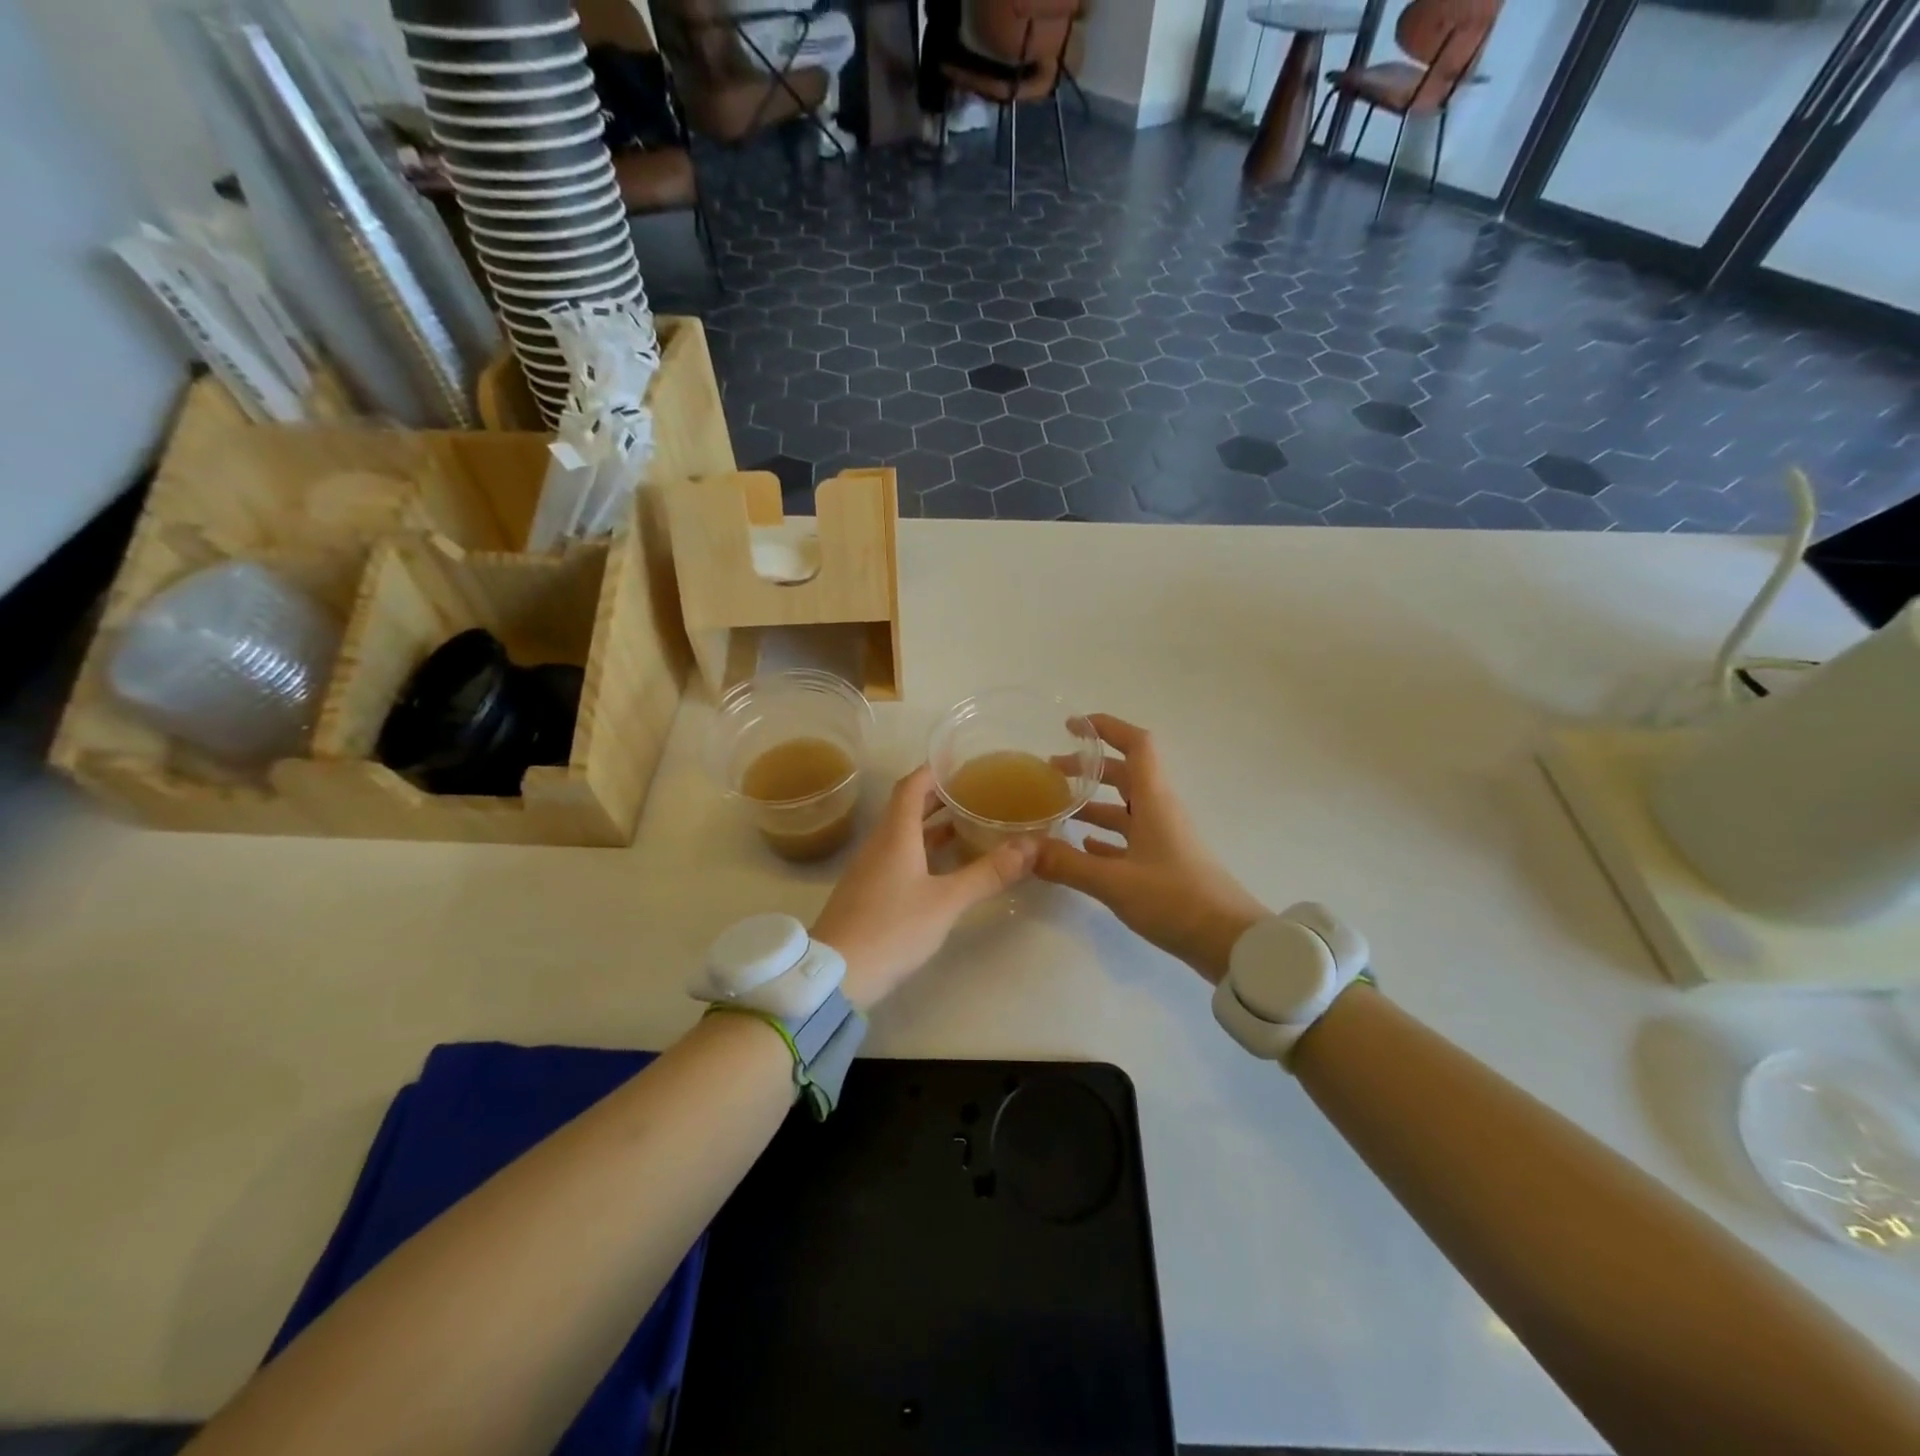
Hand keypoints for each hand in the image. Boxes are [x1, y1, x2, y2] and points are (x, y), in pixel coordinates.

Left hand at [813, 765, 1039, 1011]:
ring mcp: (870, 868)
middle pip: (907, 807)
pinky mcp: (867, 892)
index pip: (912, 786)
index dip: (934, 770)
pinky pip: (897, 855)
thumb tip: (1031, 845)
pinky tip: (942, 866)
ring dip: (931, 824)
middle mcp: (879, 843)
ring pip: (902, 833)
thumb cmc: (892, 928)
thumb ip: (988, 873)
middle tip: (973, 791)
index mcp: (895, 834)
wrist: (836, 975)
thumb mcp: (946, 901)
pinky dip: (922, 849)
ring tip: (966, 824)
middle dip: (938, 796)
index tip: (961, 762)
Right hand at [1036, 714, 1268, 983]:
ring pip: (1125, 809)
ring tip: (1057, 810)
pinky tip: (1083, 847)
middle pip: (1124, 775)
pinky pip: (1130, 839)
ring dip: (1093, 804)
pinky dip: (1106, 837)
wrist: (1230, 942)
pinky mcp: (1165, 865)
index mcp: (1155, 801)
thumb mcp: (1115, 882)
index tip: (1073, 726)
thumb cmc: (1176, 899)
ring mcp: (1164, 839)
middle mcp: (1160, 812)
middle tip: (1050, 772)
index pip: (1137, 745)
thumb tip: (1024, 850)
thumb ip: (1067, 864)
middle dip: (1088, 769)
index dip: (1107, 728)